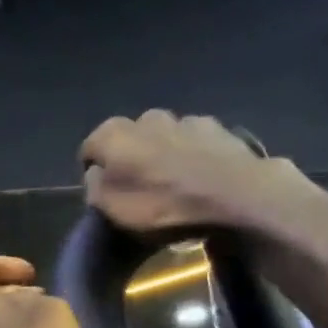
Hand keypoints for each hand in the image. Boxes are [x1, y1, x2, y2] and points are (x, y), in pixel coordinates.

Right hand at [80, 110, 308, 233]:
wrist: (237, 197)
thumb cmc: (165, 206)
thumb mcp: (114, 210)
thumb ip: (96, 189)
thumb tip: (96, 175)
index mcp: (114, 134)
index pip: (91, 149)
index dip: (95, 173)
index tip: (106, 195)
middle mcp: (146, 117)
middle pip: (130, 139)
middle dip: (132, 159)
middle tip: (143, 190)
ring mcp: (185, 120)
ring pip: (165, 137)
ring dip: (166, 154)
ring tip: (177, 185)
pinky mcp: (218, 129)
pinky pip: (196, 142)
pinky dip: (195, 155)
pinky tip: (204, 178)